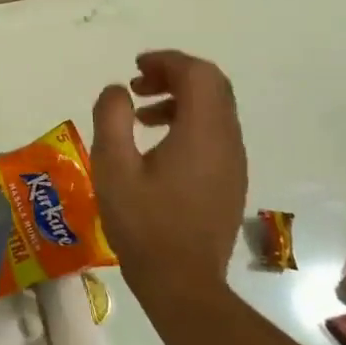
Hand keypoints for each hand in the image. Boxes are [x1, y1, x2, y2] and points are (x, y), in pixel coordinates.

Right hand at [89, 50, 247, 318]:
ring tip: (141, 115)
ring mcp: (234, 162)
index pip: (198, 74)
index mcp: (202, 132)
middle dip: (175, 75)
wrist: (183, 283)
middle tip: (137, 86)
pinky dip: (188, 122)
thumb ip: (111, 118)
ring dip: (180, 99)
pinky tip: (157, 146)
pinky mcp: (230, 180)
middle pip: (213, 86)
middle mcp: (227, 141)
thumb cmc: (144, 224)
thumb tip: (118, 90)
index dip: (167, 61)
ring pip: (216, 110)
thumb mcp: (112, 167)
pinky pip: (216, 133)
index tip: (135, 68)